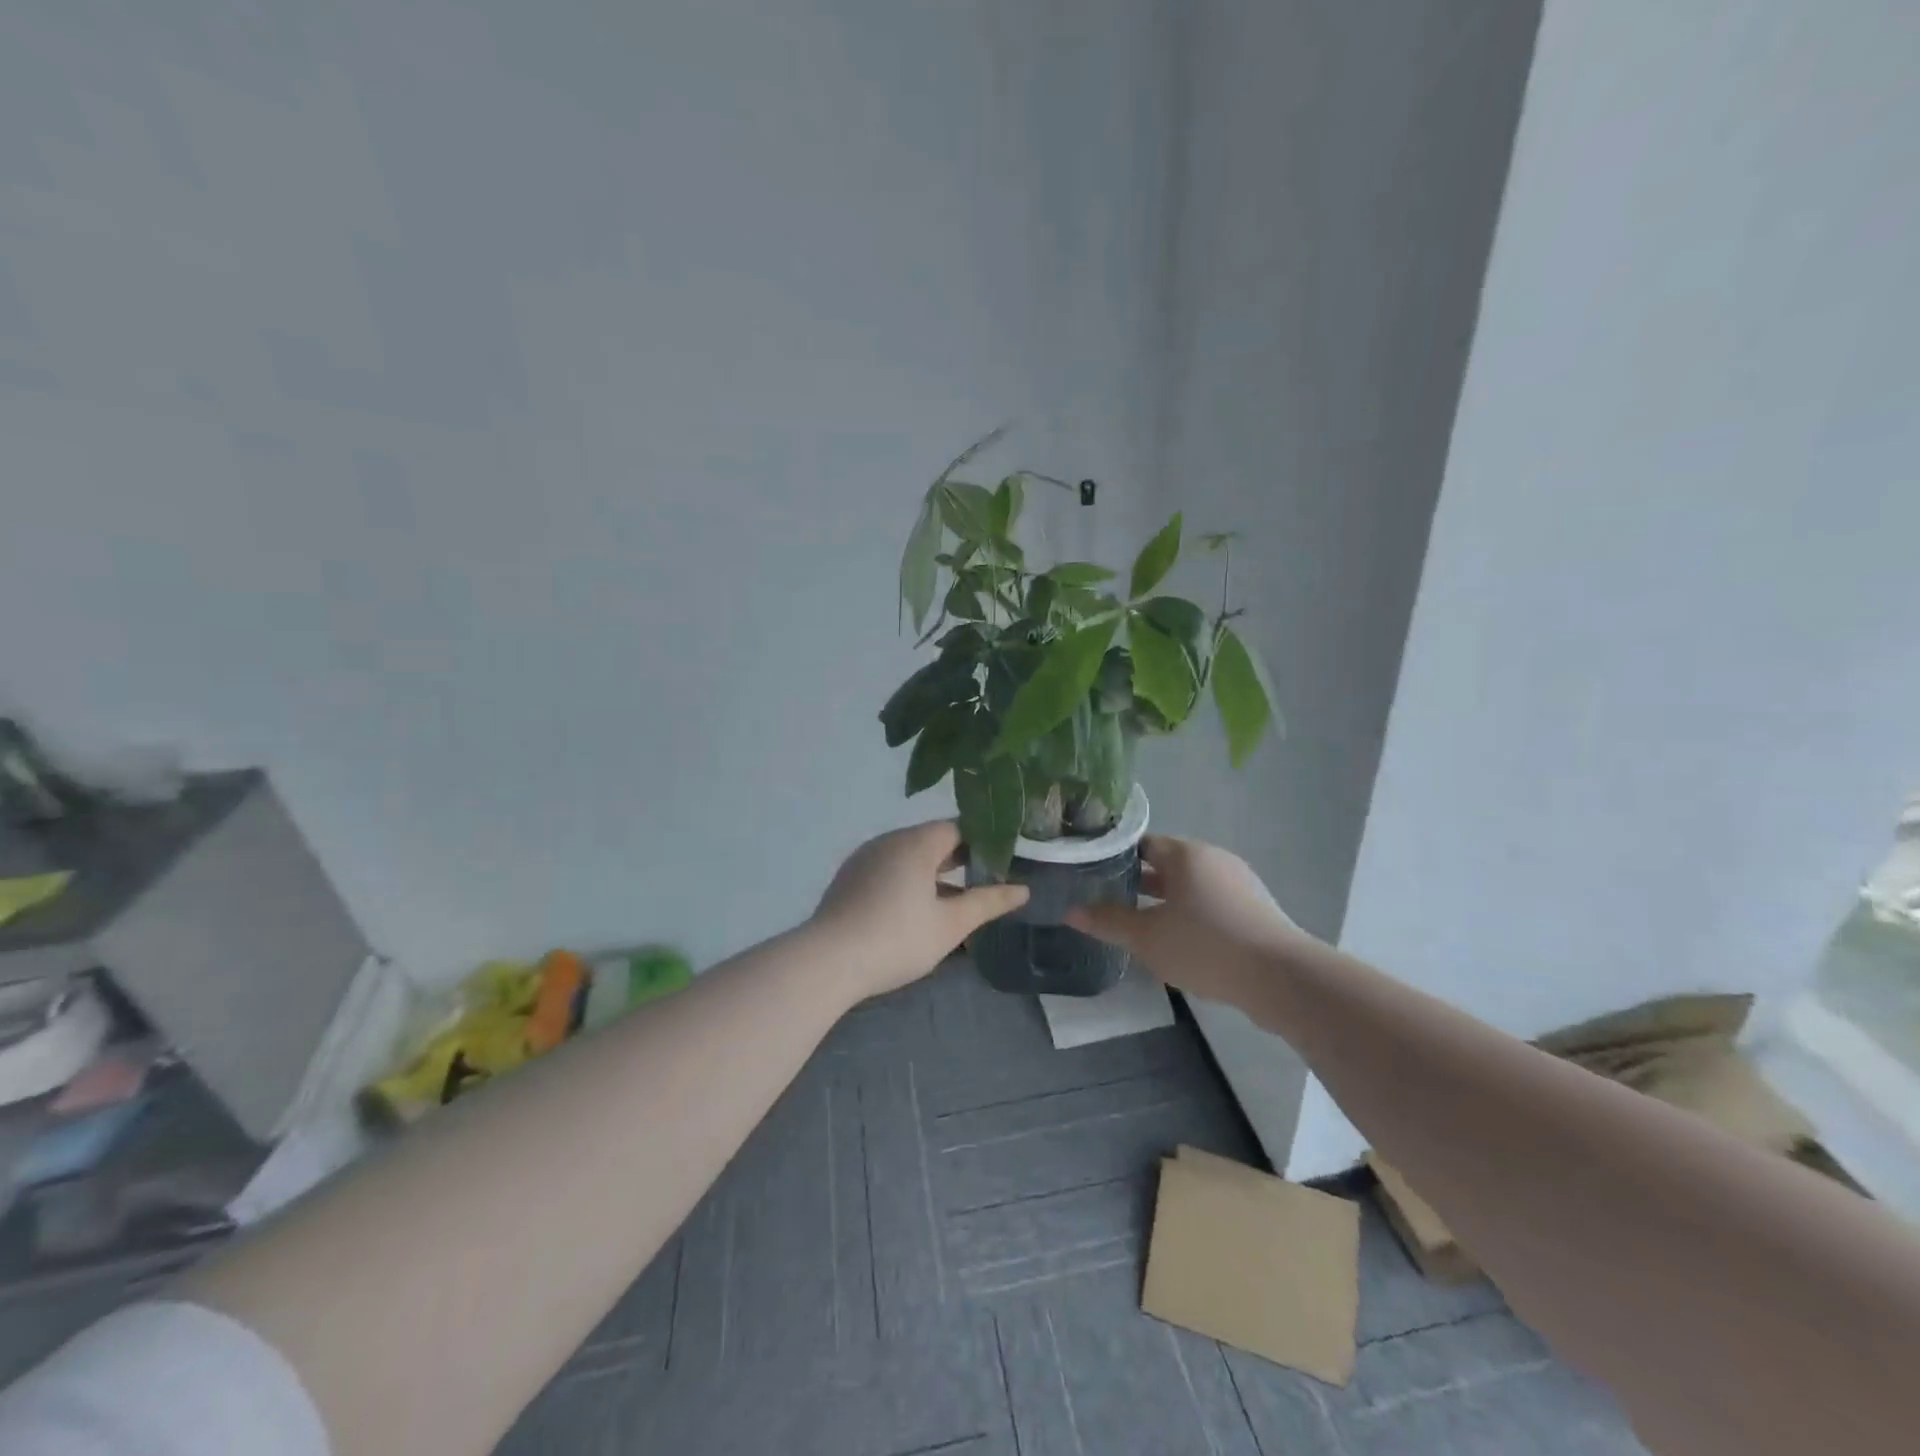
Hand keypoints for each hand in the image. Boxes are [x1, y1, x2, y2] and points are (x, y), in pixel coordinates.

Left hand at [812, 820, 1029, 998]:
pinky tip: (916, 909)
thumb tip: (1022, 889)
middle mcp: (889, 840)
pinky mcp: (849, 878)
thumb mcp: (951, 925)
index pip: (958, 827)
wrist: (828, 961)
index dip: (984, 841)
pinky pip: (888, 868)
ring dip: (934, 871)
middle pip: (932, 839)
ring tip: (956, 898)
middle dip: (960, 858)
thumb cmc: (897, 938)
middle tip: (987, 879)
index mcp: (916, 842)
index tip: (1004, 860)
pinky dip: (908, 880)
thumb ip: (987, 902)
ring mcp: (865, 858)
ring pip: (909, 855)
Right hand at [1066, 835, 1305, 1003]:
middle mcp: (1213, 858)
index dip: (1115, 857)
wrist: (1281, 977)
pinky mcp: (1254, 907)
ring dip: (1165, 900)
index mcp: (1185, 854)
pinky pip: (1211, 902)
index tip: (1092, 875)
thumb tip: (1070, 912)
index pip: (1142, 843)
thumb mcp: (1147, 937)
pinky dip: (1191, 913)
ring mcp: (1238, 882)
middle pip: (1167, 863)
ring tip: (1139, 923)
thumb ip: (1108, 922)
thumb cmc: (1205, 946)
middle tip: (1108, 900)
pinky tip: (1179, 940)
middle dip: (1138, 881)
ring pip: (1190, 884)